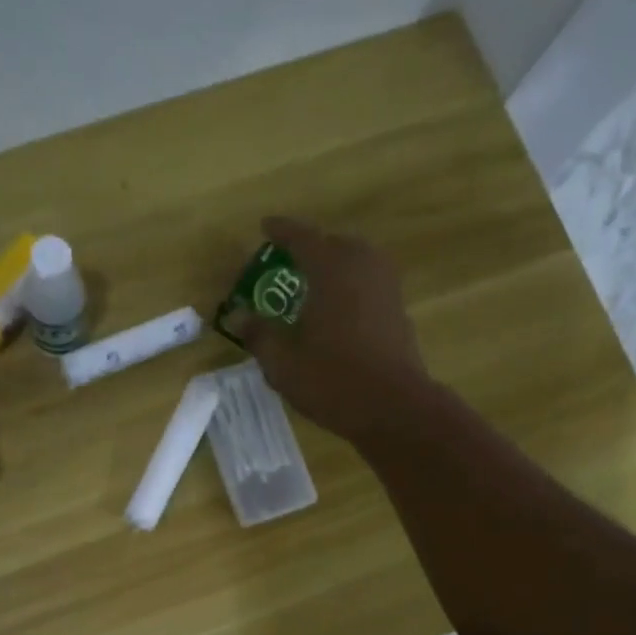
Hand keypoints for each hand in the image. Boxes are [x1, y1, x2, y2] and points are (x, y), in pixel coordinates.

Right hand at [230, 217, 431, 444]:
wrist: (393, 408)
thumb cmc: (332, 379)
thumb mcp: (283, 361)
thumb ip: (259, 334)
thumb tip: (237, 316)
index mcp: (331, 269)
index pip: (302, 238)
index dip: (282, 231)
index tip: (266, 226)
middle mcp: (363, 267)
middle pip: (335, 244)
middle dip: (312, 248)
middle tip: (290, 260)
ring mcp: (386, 288)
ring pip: (357, 262)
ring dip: (335, 266)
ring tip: (314, 284)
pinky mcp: (398, 312)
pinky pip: (369, 284)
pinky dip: (350, 287)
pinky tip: (337, 310)